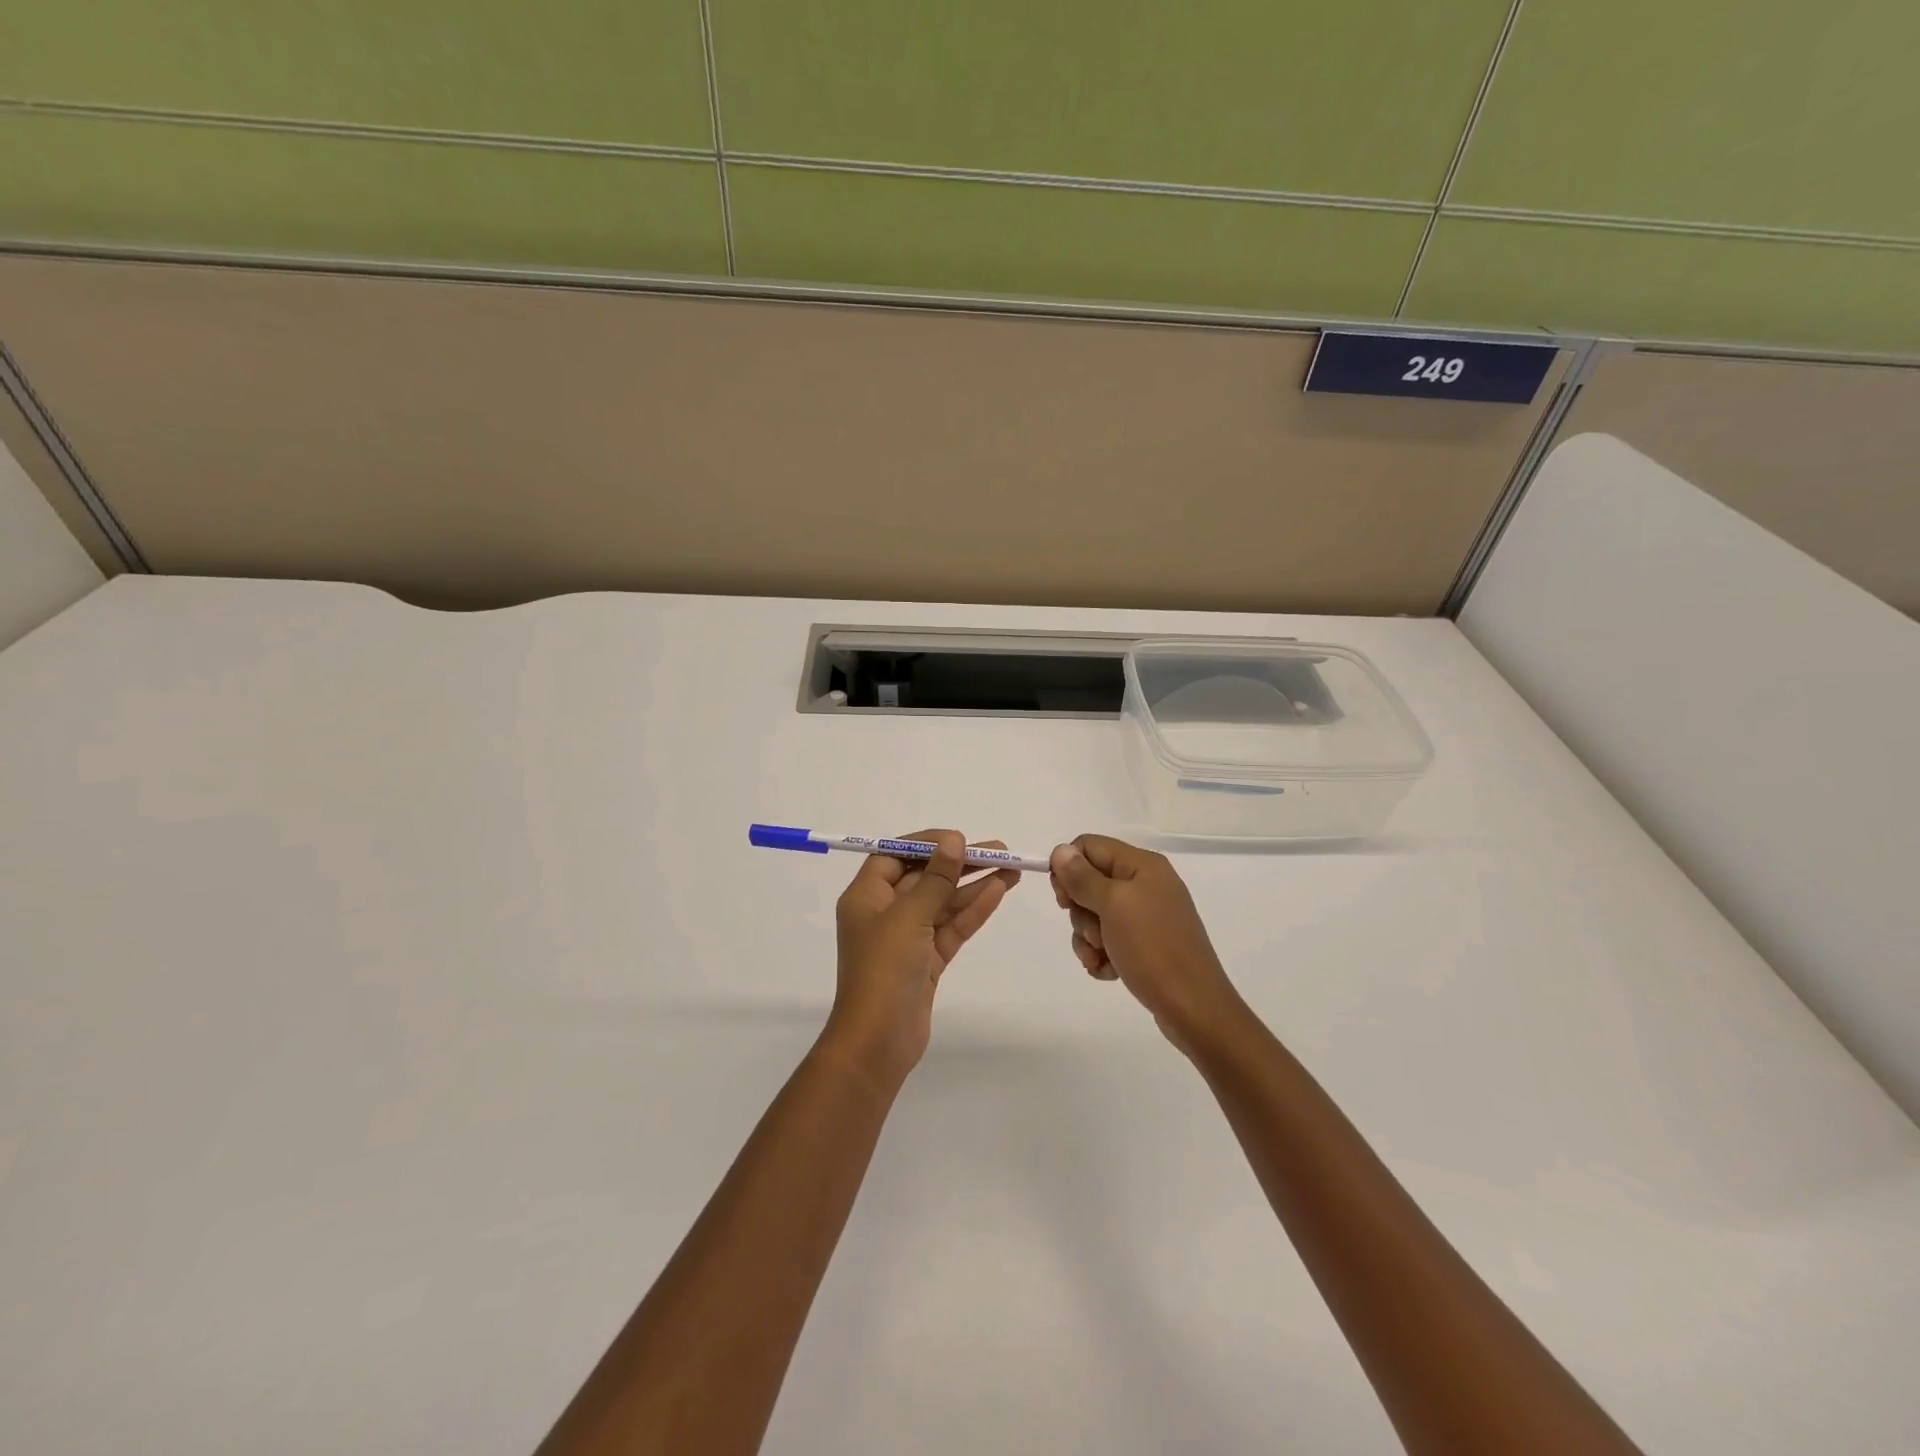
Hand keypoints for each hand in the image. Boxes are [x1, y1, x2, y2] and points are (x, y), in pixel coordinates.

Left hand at [821, 830, 1019, 1090]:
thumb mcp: (909, 916)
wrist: (878, 1042)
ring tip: (1012, 867)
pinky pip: (951, 927)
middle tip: (999, 849)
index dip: (926, 844)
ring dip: (974, 885)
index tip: (959, 838)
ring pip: (943, 903)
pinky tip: (1000, 891)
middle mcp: (884, 913)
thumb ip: (935, 878)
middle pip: (924, 877)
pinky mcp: (926, 962)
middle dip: (960, 863)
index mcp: (866, 896)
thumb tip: (954, 841)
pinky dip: (973, 910)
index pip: (894, 856)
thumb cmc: (884, 969)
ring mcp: (907, 939)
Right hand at [1050, 834, 1243, 1051]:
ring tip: (1104, 957)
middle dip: (1081, 912)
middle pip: (1089, 882)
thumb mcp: (1113, 905)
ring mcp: (1146, 916)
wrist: (1193, 1008)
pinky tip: (1109, 971)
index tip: (1064, 900)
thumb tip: (1060, 850)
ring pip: (1094, 915)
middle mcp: (1145, 884)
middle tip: (1095, 933)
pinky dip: (1101, 955)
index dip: (1068, 868)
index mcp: (1142, 865)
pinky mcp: (1145, 944)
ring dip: (1089, 938)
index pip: (1088, 846)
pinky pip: (1107, 940)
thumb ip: (1083, 876)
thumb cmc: (1153, 948)